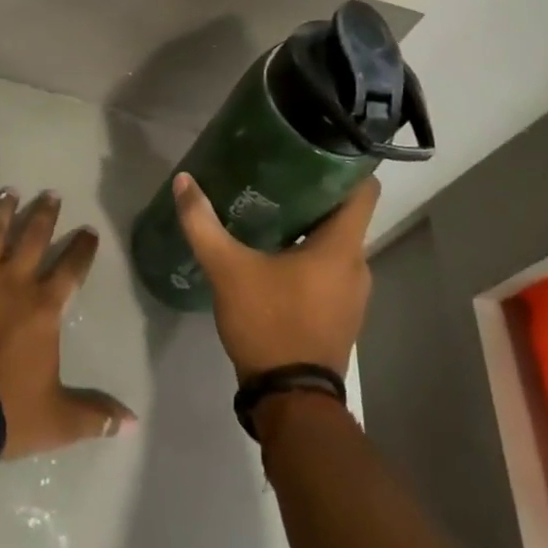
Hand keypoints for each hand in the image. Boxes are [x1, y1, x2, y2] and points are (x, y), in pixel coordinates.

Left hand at [0, 189, 135, 459]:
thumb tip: (133, 421)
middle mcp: (12, 280)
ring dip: (3, 210)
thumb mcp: (58, 418)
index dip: (82, 249)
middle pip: (33, 237)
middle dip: (45, 215)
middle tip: (51, 194)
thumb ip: (95, 414)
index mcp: (43, 307)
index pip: (71, 269)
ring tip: (10, 191)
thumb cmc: (5, 409)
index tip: (89, 231)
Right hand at [172, 172, 378, 382]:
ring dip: (311, 224)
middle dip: (315, 191)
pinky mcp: (342, 313)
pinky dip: (311, 253)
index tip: (317, 145)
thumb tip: (183, 181)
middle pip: (346, 213)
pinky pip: (331, 268)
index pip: (364, 190)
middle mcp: (358, 265)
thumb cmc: (269, 324)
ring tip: (273, 205)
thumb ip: (203, 223)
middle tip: (278, 171)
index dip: (346, 163)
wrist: (291, 402)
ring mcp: (354, 294)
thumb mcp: (227, 269)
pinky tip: (276, 251)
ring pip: (337, 242)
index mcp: (342, 247)